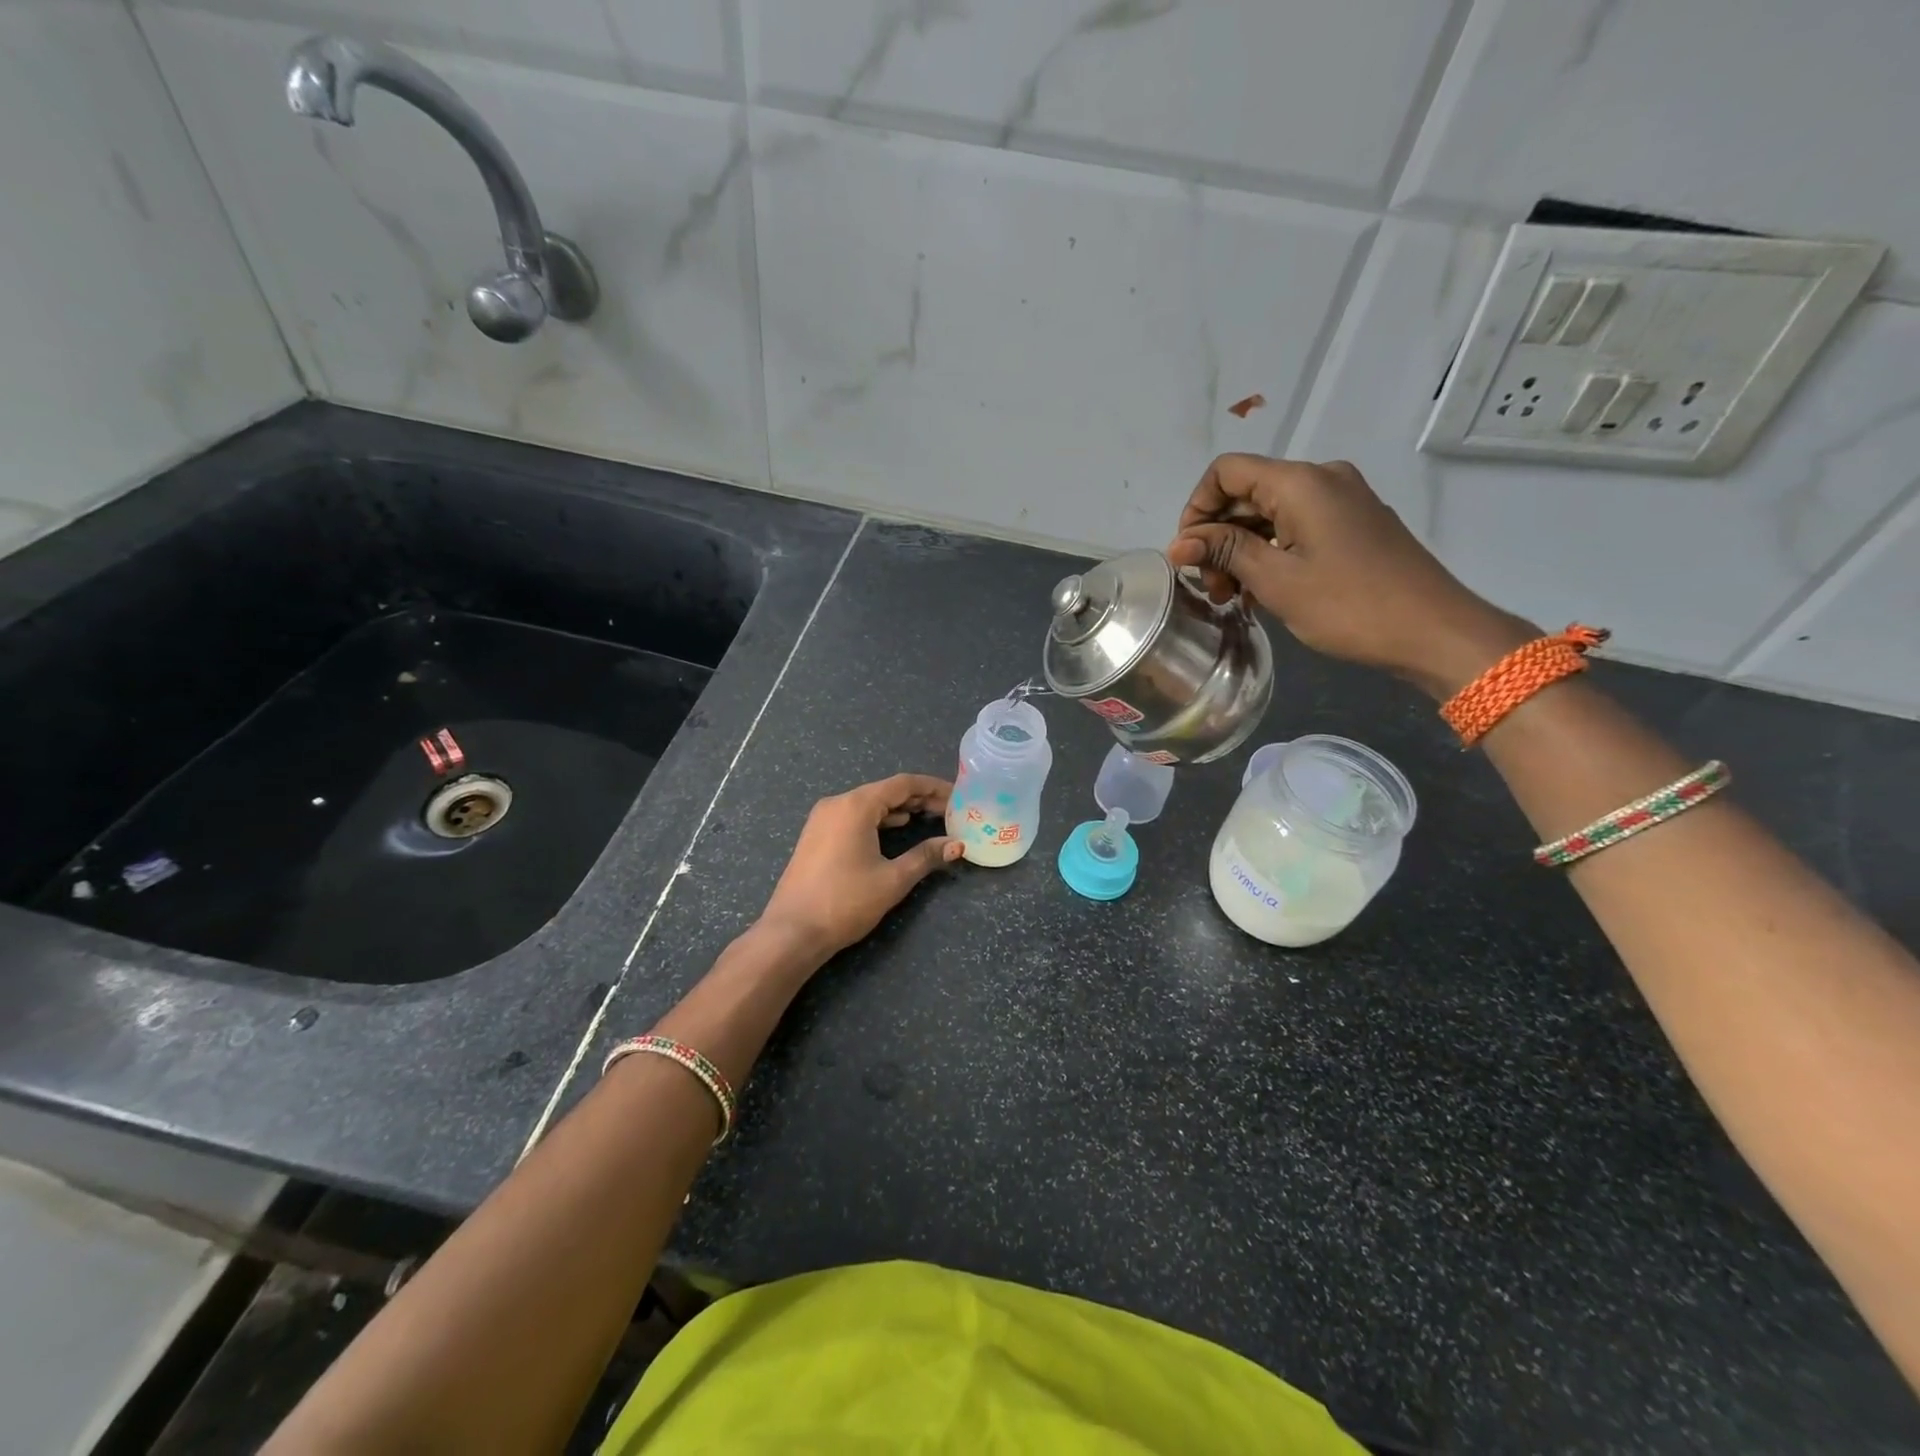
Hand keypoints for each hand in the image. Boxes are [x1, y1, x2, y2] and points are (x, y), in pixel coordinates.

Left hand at [756, 774, 962, 963]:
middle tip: (949, 809)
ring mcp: (823, 818)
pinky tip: (896, 828)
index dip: (933, 787)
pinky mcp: (816, 835)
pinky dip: (879, 819)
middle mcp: (837, 803)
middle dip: (919, 798)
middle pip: (886, 791)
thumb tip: (957, 845)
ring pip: (869, 803)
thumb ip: (926, 856)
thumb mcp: (892, 879)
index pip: (903, 784)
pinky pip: (854, 816)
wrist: (792, 932)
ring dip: (900, 808)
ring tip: (930, 817)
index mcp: (856, 806)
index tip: (958, 795)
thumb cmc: (845, 902)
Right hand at [1167, 454, 1535, 698]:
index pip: (1227, 472)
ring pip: (1270, 514)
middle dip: (1217, 536)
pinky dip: (1270, 553)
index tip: (1188, 554)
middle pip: (1247, 493)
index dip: (1197, 507)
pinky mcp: (1354, 525)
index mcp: (1300, 483)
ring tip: (1232, 597)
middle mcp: (1322, 479)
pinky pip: (1296, 528)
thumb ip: (1225, 551)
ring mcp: (1342, 501)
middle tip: (1209, 587)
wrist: (1433, 631)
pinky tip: (1261, 591)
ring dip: (1241, 550)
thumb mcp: (1276, 580)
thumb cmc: (1348, 605)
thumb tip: (1179, 542)